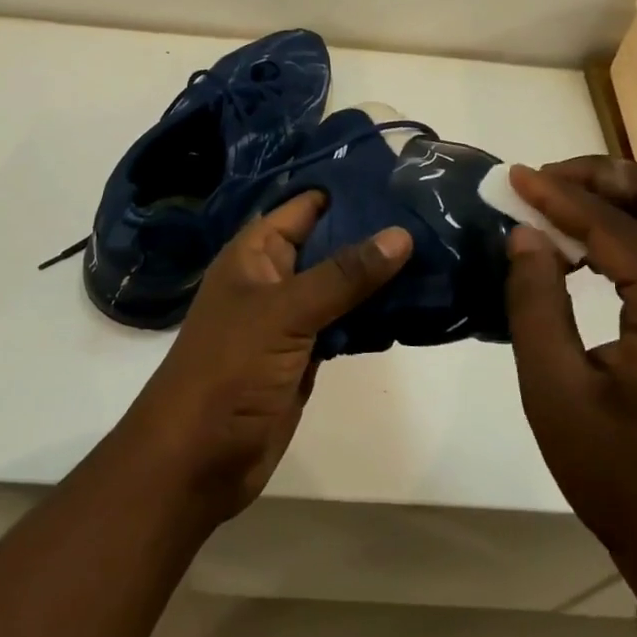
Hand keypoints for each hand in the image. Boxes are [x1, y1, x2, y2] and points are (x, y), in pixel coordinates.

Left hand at [123, 192, 411, 522]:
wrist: (197, 459)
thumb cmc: (230, 369)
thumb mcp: (285, 312)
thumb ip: (343, 275)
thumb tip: (400, 234)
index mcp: (256, 253)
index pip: (306, 206)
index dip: (348, 190)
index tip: (403, 178)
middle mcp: (274, 277)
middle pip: (330, 244)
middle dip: (374, 233)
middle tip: (435, 216)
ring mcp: (291, 318)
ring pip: (342, 285)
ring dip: (380, 275)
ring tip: (439, 252)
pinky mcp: (307, 354)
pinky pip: (346, 323)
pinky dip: (375, 315)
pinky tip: (416, 305)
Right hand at [504, 157, 636, 612]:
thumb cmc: (621, 478)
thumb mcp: (556, 392)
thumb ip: (535, 303)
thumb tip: (525, 235)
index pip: (615, 225)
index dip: (559, 195)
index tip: (514, 177)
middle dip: (603, 177)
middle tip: (545, 183)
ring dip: (621, 199)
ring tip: (559, 207)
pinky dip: (635, 232)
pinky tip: (590, 251)